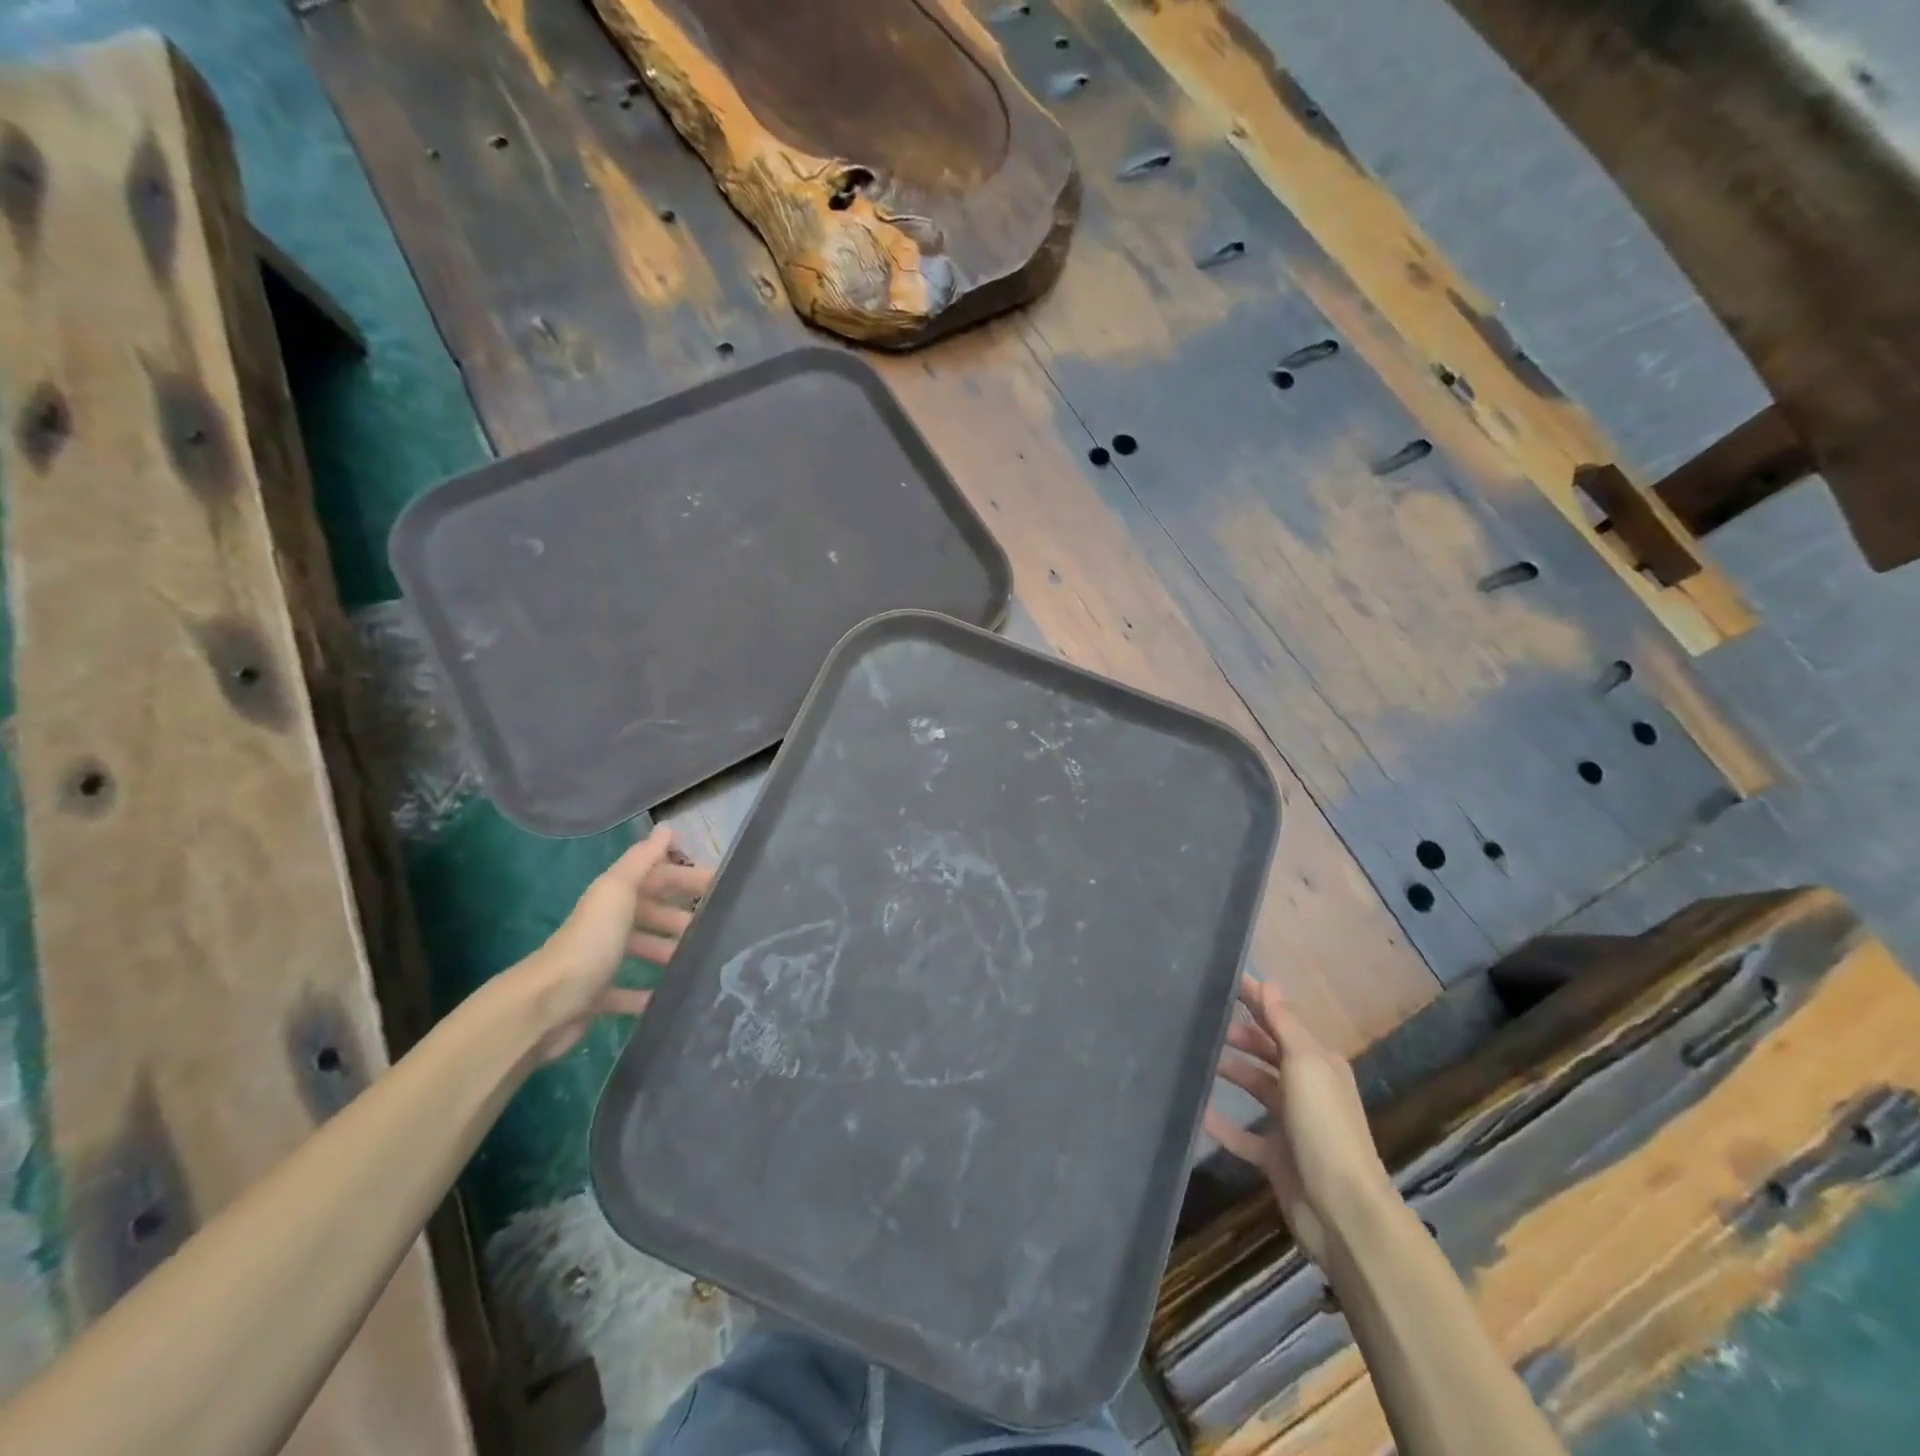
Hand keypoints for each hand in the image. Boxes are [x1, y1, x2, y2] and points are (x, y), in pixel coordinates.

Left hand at [522, 825, 714, 1062]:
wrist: (546, 1004)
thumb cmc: (590, 941)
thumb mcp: (617, 891)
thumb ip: (642, 860)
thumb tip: (667, 829)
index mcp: (614, 896)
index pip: (658, 877)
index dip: (687, 878)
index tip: (722, 886)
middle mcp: (607, 924)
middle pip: (652, 913)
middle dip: (682, 917)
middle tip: (715, 928)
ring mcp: (601, 961)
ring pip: (644, 950)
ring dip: (670, 952)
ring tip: (699, 962)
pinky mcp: (598, 997)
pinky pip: (630, 994)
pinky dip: (650, 994)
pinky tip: (672, 997)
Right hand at [1205, 976, 1394, 1263]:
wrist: (1342, 1211)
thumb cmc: (1324, 1127)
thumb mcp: (1306, 1066)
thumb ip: (1284, 1025)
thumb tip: (1270, 983)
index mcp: (1318, 1063)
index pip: (1281, 1020)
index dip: (1256, 999)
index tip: (1223, 979)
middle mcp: (1307, 1089)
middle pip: (1268, 1052)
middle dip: (1240, 1035)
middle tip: (1202, 1022)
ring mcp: (1292, 1125)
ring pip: (1255, 1087)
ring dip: (1230, 1072)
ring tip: (1195, 1059)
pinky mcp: (1276, 1157)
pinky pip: (1243, 1134)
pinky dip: (1222, 1123)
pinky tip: (1198, 1112)